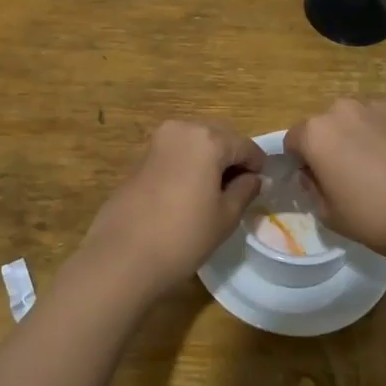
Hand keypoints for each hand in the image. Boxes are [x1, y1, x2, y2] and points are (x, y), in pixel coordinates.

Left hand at [77, 120, 264, 303]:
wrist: (122, 256)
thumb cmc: (183, 236)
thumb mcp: (225, 216)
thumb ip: (244, 190)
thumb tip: (253, 178)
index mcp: (207, 139)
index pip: (244, 146)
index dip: (257, 165)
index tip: (262, 185)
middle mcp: (181, 129)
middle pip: (218, 138)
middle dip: (231, 159)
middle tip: (239, 190)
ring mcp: (156, 141)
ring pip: (195, 144)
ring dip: (208, 161)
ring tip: (213, 193)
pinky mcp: (139, 158)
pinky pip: (175, 154)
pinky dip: (187, 166)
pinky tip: (188, 194)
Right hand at [284, 99, 385, 260]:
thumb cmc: (374, 218)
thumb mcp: (329, 214)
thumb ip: (312, 188)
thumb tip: (312, 174)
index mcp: (316, 133)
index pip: (294, 139)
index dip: (301, 160)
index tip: (316, 179)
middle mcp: (342, 109)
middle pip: (327, 124)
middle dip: (332, 142)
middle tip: (350, 173)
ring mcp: (378, 105)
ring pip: (359, 118)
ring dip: (360, 134)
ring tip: (381, 165)